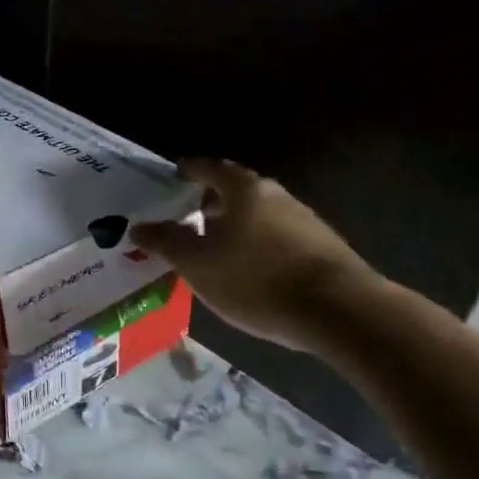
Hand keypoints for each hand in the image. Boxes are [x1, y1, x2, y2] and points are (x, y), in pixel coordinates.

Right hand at [131, 158, 379, 352]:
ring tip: (215, 249)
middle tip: (188, 217)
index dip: (190, 171)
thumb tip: (139, 227)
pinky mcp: (322, 249)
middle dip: (211, 202)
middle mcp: (276, 196)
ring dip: (236, 226)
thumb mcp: (198, 264)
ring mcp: (305, 221)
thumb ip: (166, 243)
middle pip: (237, 191)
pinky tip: (251, 272)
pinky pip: (278, 239)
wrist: (339, 310)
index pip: (211, 168)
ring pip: (259, 216)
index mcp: (244, 190)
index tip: (175, 176)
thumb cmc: (256, 278)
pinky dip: (258, 246)